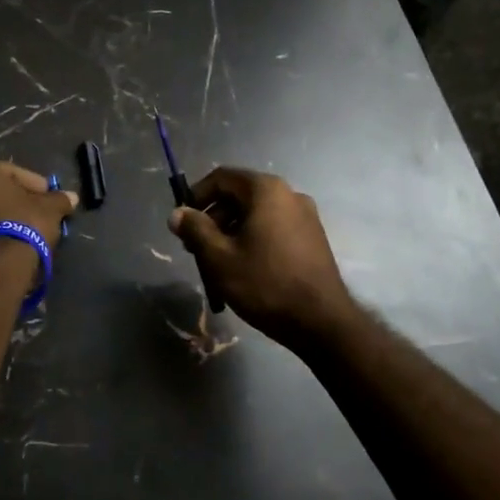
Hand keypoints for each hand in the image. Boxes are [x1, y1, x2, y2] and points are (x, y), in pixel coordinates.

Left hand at [0, 152, 77, 250]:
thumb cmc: (24, 223)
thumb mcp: (49, 208)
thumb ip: (59, 198)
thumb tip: (72, 197)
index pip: (14, 172)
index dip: (36, 185)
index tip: (50, 198)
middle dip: (16, 199)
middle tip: (37, 210)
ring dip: (4, 215)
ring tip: (26, 228)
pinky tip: (11, 239)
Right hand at [168, 168, 355, 347]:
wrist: (321, 322)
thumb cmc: (265, 284)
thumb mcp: (219, 258)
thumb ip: (195, 230)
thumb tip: (177, 214)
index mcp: (266, 190)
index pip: (222, 177)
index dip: (196, 196)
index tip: (183, 222)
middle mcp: (289, 194)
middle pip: (240, 195)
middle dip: (213, 218)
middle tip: (196, 248)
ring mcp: (306, 215)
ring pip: (257, 214)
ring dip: (231, 231)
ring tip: (218, 263)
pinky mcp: (313, 237)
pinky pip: (274, 227)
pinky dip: (253, 238)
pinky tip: (245, 268)